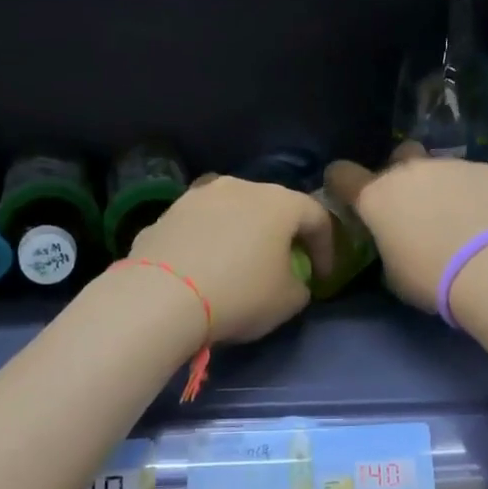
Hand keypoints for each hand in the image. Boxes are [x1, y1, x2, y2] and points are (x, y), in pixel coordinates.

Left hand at [127, 176, 333, 343]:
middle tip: (283, 264)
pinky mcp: (165, 214)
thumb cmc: (240, 294)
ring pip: (230, 211)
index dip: (327, 247)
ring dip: (240, 233)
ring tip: (237, 262)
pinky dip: (206, 243)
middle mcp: (240, 187)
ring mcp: (197, 196)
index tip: (323, 277)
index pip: (317, 217)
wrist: (160, 297)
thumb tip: (292, 281)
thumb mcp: (288, 302)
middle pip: (272, 206)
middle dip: (281, 234)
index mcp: (279, 202)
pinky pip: (197, 227)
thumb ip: (301, 285)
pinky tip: (200, 271)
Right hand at [326, 146, 487, 312]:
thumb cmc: (432, 279)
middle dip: (400, 176)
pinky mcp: (483, 169)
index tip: (350, 196)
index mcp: (376, 197)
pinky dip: (470, 191)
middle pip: (396, 158)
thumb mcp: (393, 273)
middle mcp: (408, 172)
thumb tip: (394, 239)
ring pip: (435, 166)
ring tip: (456, 215)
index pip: (341, 174)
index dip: (342, 183)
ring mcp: (448, 165)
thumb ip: (386, 245)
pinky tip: (483, 217)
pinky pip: (468, 175)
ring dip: (438, 184)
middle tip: (413, 207)